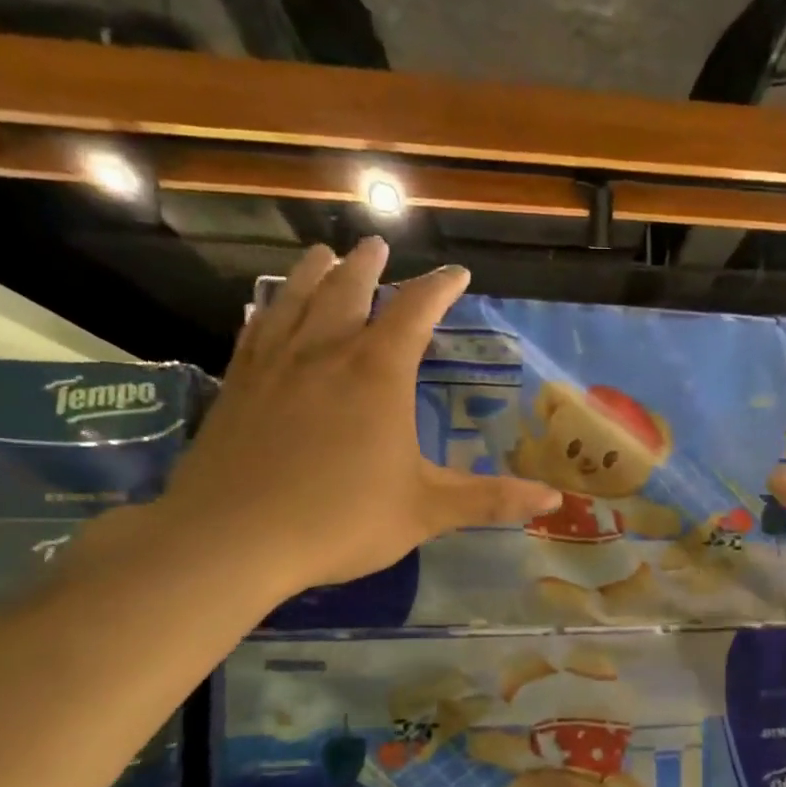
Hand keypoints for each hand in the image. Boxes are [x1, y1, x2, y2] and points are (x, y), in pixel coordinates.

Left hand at [155, 240, 559, 599]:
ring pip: (296, 300)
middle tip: (377, 247)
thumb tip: (554, 500)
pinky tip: (267, 309)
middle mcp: (326, 353)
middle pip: (349, 290)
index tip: (457, 274)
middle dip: (369, 267)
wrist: (232, 539)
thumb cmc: (341, 519)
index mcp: (378, 374)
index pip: (415, 312)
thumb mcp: (428, 511)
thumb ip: (490, 499)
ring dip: (314, 273)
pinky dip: (269, 310)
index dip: (439, 289)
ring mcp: (275, 366)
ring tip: (322, 254)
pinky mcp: (237, 386)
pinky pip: (256, 331)